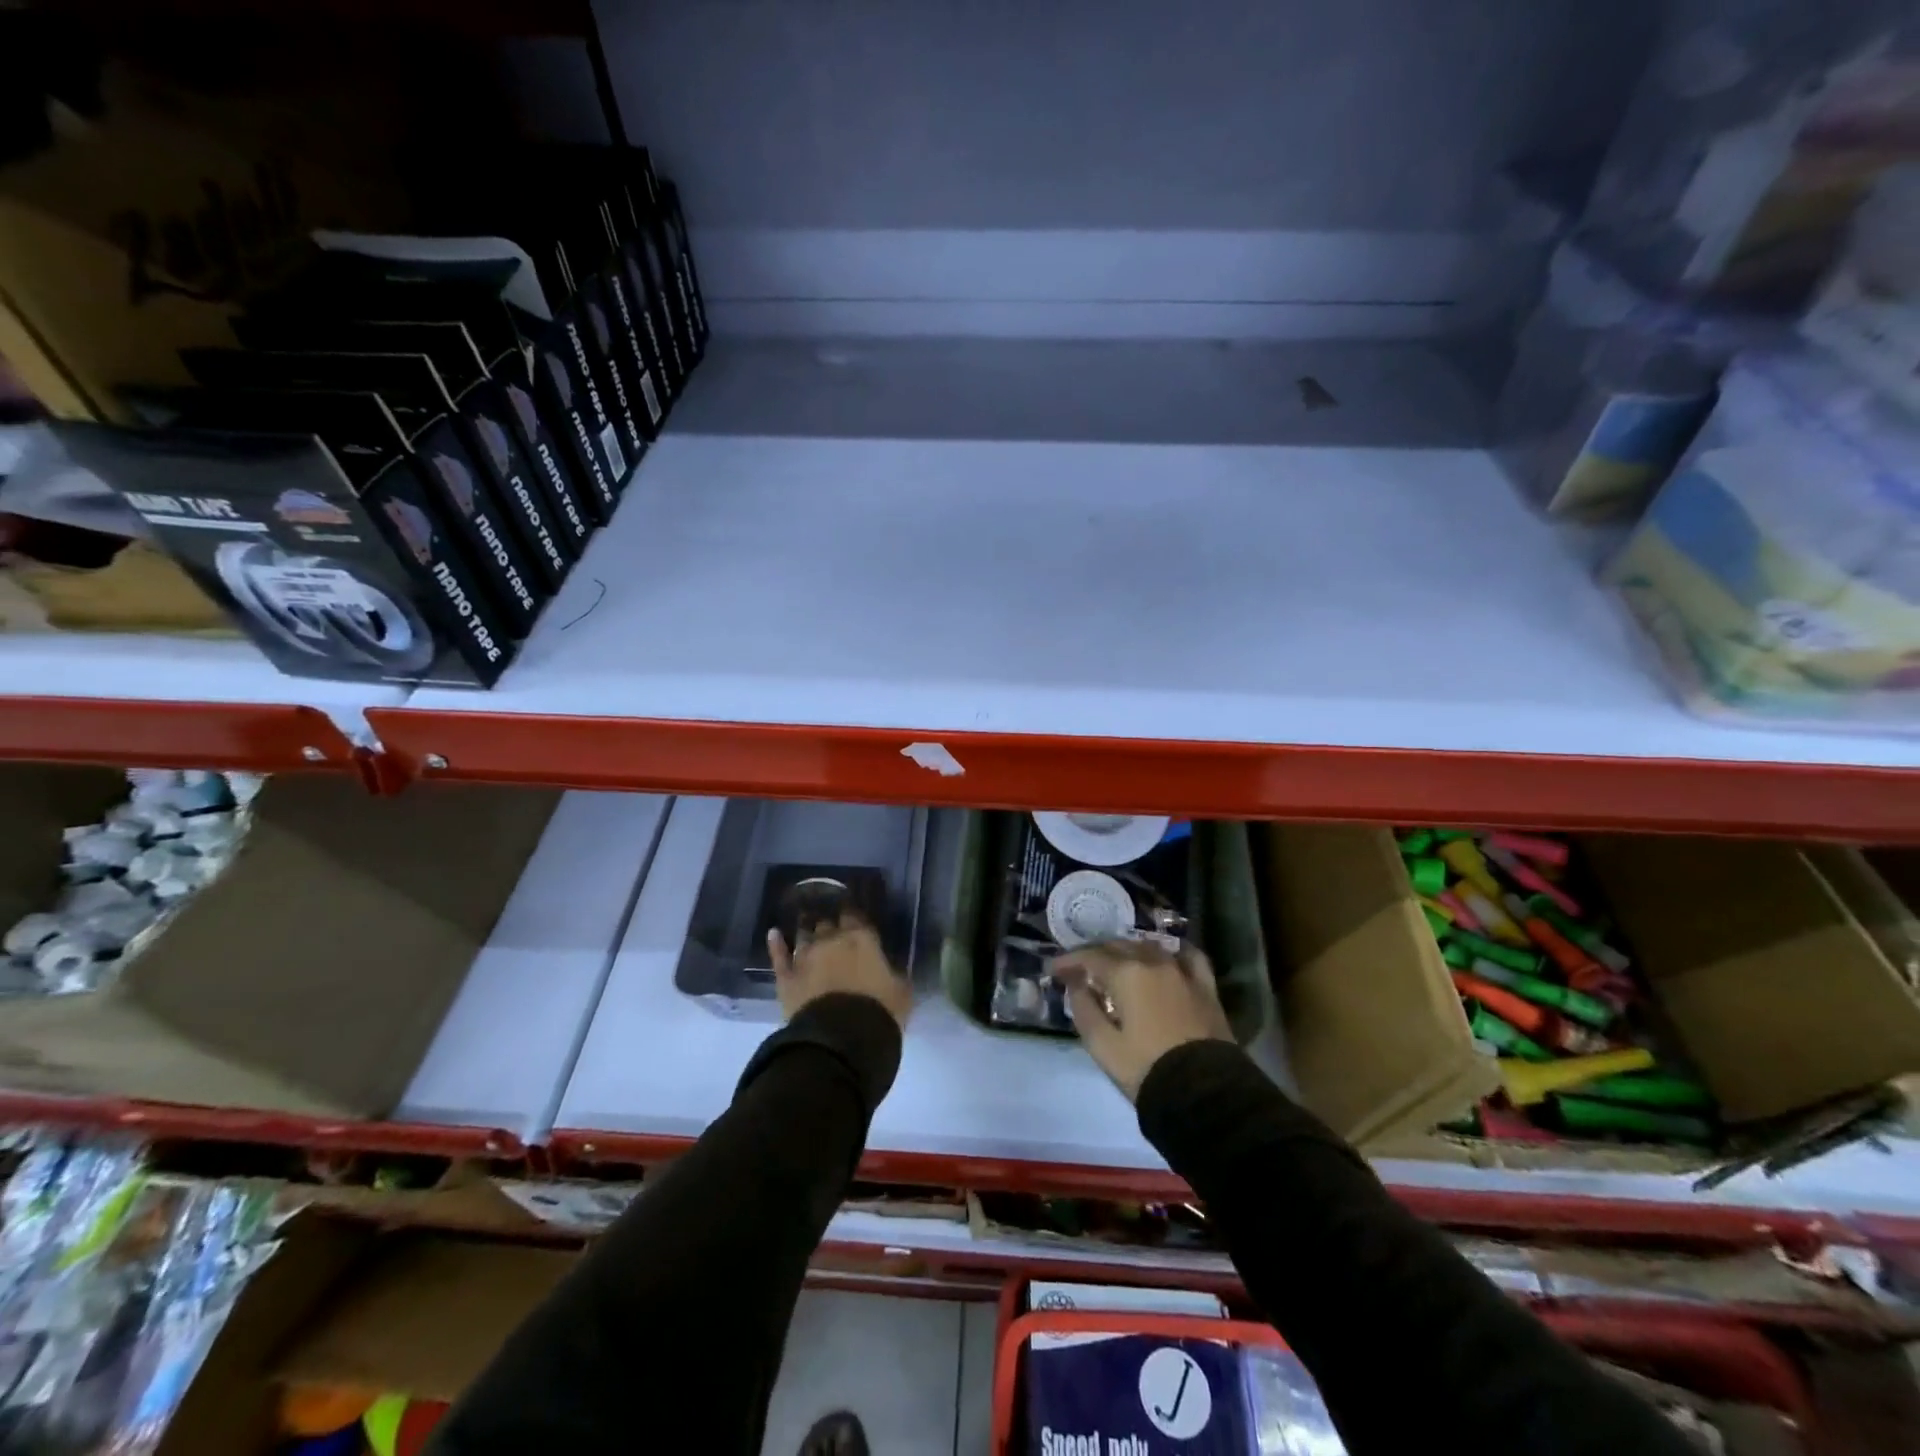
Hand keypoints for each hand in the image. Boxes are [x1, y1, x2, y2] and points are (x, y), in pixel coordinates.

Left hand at [768, 914, 911, 1027]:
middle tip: (832, 927)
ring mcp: (805, 957)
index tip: (854, 918)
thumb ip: (895, 975)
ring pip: (804, 935)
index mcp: (862, 939)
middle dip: (830, 925)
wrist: (841, 1039)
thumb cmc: (878, 1012)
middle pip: (828, 923)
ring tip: (806, 923)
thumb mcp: (901, 993)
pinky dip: (776, 944)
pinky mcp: (786, 978)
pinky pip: (779, 956)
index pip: (856, 917)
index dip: (854, 917)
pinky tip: (773, 933)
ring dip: (806, 930)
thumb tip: (892, 970)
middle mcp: (831, 940)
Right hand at [1051, 941, 1231, 1101]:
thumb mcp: (1102, 1046)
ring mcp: (1183, 971)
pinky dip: (1173, 953)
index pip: (1090, 957)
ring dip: (1128, 951)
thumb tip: (1076, 984)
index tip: (1054, 969)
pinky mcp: (1205, 987)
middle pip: (1118, 946)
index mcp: (1126, 974)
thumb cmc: (1146, 1068)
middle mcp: (1153, 962)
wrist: (1204, 1092)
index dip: (1069, 961)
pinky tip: (1167, 957)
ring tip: (1117, 964)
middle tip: (1080, 969)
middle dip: (1095, 955)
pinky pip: (1189, 957)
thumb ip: (1084, 1009)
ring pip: (1149, 947)